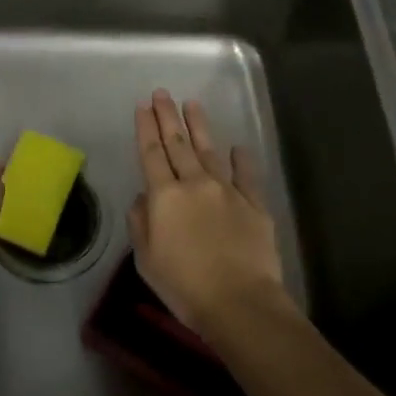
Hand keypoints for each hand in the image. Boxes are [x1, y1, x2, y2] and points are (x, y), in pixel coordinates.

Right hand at [127, 90, 288, 339]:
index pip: (151, 153)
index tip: (142, 105)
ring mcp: (227, 191)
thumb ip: (141, 224)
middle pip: (178, 144)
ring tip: (192, 104)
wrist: (240, 302)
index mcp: (165, 196)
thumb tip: (142, 198)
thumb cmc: (185, 286)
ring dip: (199, 126)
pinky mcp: (254, 205)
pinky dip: (242, 160)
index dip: (145, 128)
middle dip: (168, 116)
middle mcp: (195, 184)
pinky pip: (247, 176)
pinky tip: (238, 147)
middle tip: (162, 92)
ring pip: (210, 151)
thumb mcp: (147, 260)